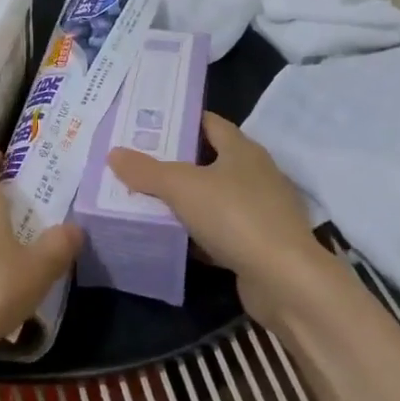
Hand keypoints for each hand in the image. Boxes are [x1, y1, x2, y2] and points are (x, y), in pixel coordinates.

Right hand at [107, 113, 328, 328]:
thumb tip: (114, 153)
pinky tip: (172, 239)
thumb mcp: (182, 187)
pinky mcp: (259, 243)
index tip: (146, 124)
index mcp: (242, 149)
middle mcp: (255, 173)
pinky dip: (197, 233)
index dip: (179, 120)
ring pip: (214, 197)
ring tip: (145, 198)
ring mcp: (260, 210)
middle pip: (209, 159)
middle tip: (136, 162)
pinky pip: (220, 231)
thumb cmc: (235, 216)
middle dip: (174, 161)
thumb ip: (146, 170)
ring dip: (185, 200)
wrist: (285, 280)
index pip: (208, 122)